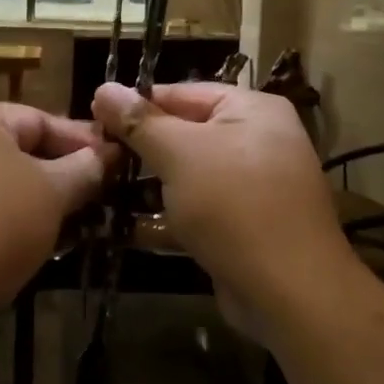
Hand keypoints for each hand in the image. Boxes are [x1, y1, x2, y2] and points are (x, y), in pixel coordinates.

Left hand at [0, 104, 114, 322]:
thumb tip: (107, 154)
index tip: (117, 161)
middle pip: (20, 150)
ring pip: (3, 184)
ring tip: (80, 221)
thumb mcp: (51, 193)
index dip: (82, 140)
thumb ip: (84, 169)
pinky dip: (13, 221)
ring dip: (41, 201)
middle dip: (63, 173)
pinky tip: (42, 243)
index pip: (40, 118)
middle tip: (102, 192)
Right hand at [92, 82, 350, 327]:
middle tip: (92, 157)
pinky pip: (197, 210)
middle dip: (139, 149)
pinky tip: (122, 227)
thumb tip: (103, 88)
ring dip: (147, 186)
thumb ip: (139, 121)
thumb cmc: (234, 206)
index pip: (182, 93)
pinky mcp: (244, 227)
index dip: (136, 104)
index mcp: (252, 110)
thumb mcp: (180, 154)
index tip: (92, 118)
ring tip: (98, 189)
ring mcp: (253, 187)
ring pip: (188, 175)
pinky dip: (166, 217)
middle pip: (184, 134)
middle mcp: (257, 140)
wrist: (292, 295)